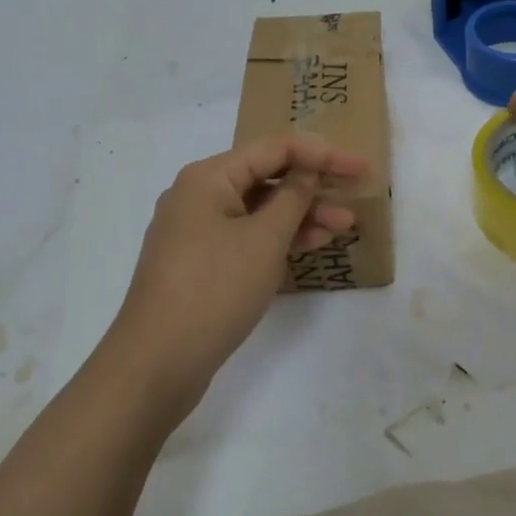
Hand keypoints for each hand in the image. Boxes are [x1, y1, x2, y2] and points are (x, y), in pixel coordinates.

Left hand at [108, 136, 368, 413]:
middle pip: (266, 176)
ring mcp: (195, 229)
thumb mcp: (264, 240)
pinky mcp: (199, 261)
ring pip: (258, 209)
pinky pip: (246, 235)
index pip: (275, 149)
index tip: (360, 167)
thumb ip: (293, 198)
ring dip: (301, 215)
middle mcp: (198, 194)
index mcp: (208, 177)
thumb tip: (309, 171)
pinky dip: (277, 237)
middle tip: (356, 194)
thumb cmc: (213, 291)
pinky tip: (312, 245)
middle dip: (313, 186)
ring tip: (345, 226)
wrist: (154, 366)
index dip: (323, 154)